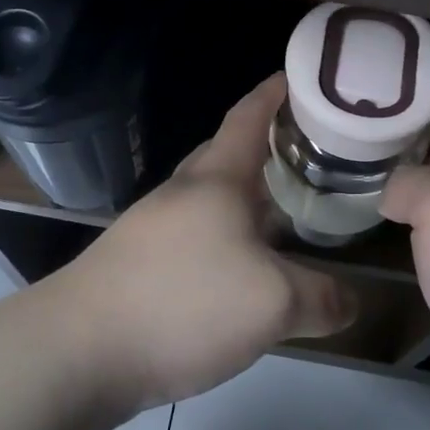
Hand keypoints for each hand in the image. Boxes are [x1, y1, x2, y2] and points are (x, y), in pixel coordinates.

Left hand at [60, 75, 358, 410]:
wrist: (77, 351)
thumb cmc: (183, 302)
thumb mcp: (272, 303)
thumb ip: (320, 298)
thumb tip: (352, 302)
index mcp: (216, 179)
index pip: (249, 116)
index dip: (276, 92)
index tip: (305, 77)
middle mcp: (183, 193)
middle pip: (227, 154)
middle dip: (266, 148)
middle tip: (311, 156)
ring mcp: (153, 228)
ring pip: (211, 199)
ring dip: (246, 199)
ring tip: (286, 214)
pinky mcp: (137, 264)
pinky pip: (195, 236)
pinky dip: (226, 238)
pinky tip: (241, 271)